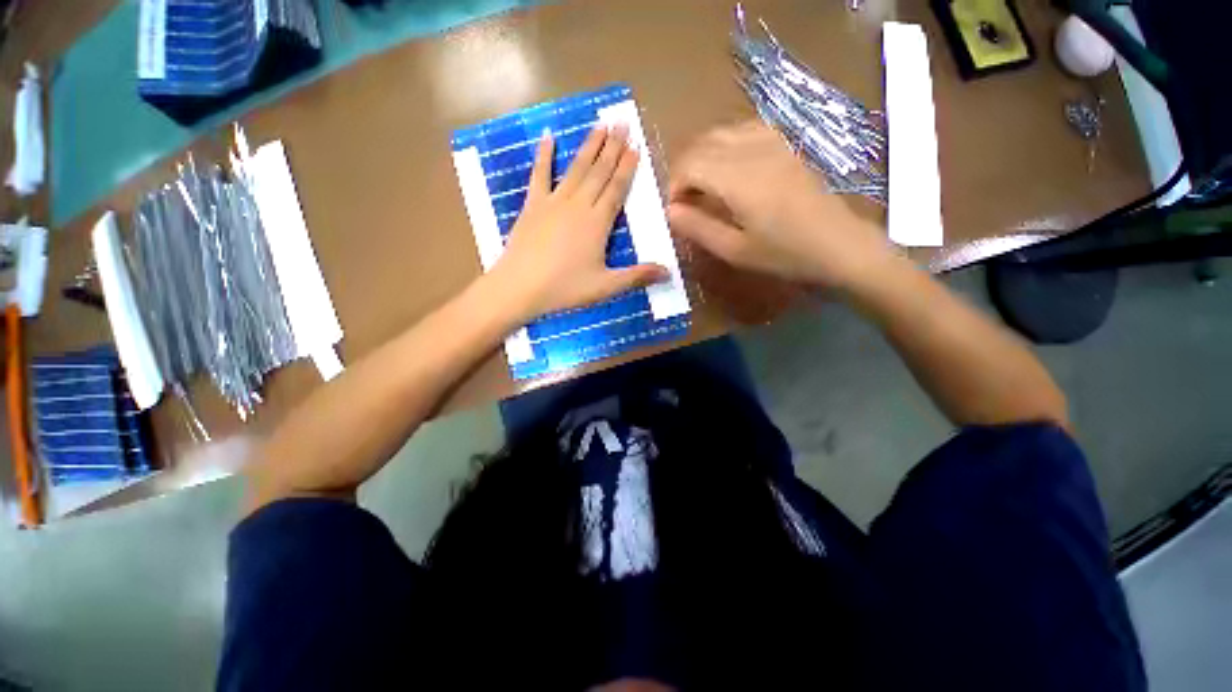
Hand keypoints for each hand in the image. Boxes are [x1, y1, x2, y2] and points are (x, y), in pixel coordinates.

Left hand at [489, 124, 668, 321]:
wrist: (520, 287)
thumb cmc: (565, 288)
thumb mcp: (605, 287)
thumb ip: (637, 277)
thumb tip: (668, 272)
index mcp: (597, 223)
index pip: (616, 189)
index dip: (627, 168)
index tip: (635, 146)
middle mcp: (578, 205)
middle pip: (599, 172)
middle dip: (612, 147)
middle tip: (622, 122)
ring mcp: (553, 202)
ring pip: (576, 169)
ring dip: (589, 146)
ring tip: (600, 125)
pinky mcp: (533, 205)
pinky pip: (540, 175)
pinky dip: (544, 156)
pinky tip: (548, 137)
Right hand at [667, 121, 896, 290]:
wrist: (838, 245)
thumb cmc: (784, 254)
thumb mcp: (734, 250)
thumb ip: (698, 228)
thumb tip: (670, 211)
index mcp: (738, 178)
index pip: (690, 165)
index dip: (674, 185)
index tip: (674, 210)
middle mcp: (753, 150)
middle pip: (702, 144)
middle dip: (684, 170)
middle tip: (684, 201)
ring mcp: (773, 142)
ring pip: (721, 133)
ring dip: (702, 155)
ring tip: (702, 185)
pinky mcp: (785, 144)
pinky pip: (744, 129)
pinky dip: (726, 144)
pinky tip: (729, 166)